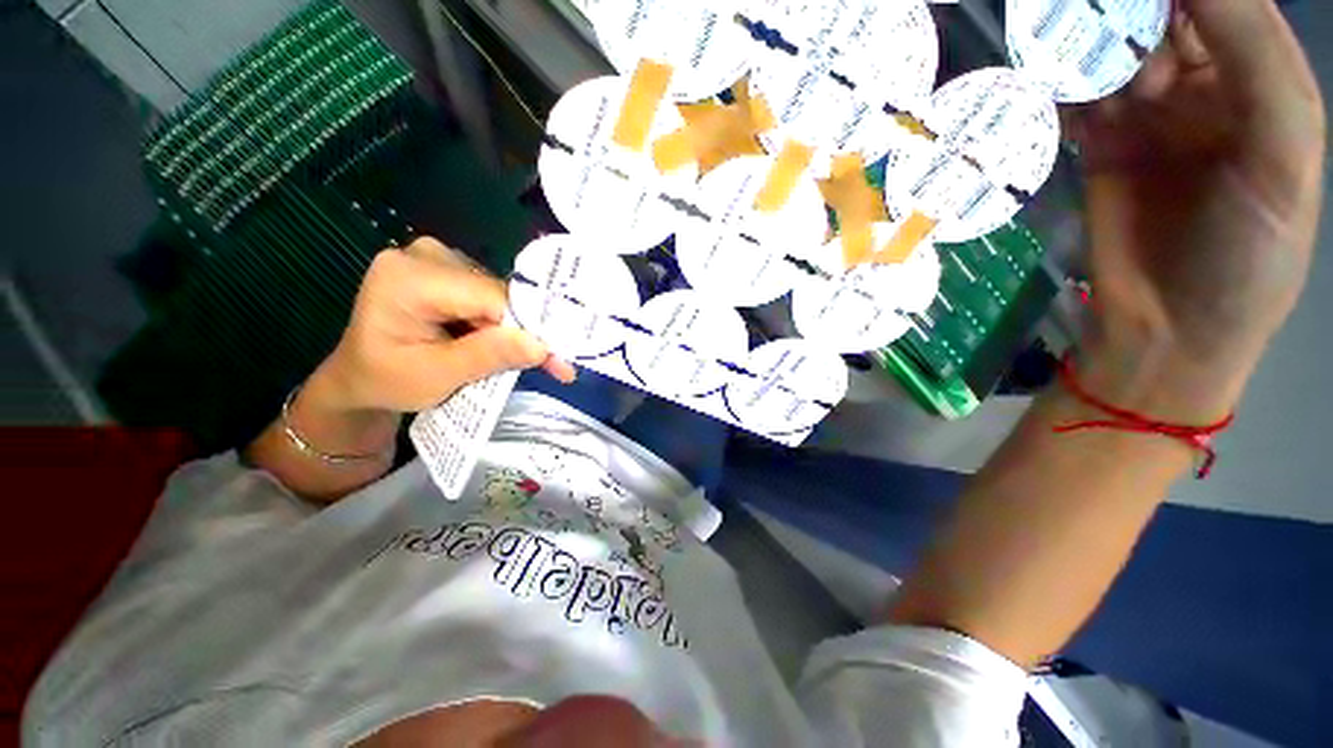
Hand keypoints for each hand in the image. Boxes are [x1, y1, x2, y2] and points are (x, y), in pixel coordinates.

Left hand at [311, 237, 575, 414]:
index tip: (557, 361)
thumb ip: (487, 356)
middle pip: (497, 293)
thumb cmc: (387, 380)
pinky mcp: (448, 271)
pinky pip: (491, 296)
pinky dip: (505, 324)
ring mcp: (437, 259)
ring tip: (530, 360)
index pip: (489, 296)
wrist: (360, 378)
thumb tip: (541, 346)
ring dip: (518, 330)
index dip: (528, 328)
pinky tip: (509, 343)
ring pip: (500, 296)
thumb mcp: (436, 376)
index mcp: (408, 277)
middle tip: (554, 366)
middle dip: (526, 332)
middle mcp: (425, 256)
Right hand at [1066, 0, 1324, 417]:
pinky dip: (1057, 85)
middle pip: (1161, 15)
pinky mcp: (1097, 146)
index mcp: (1260, 78)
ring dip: (1086, 40)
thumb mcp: (1281, 150)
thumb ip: (1253, 53)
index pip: (1222, 2)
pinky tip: (1041, 83)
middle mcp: (1205, 85)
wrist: (1168, 331)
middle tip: (1086, 14)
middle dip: (1125, 8)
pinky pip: (1074, 98)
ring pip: (1112, 50)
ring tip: (1062, 41)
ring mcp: (1145, 116)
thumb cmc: (1248, 252)